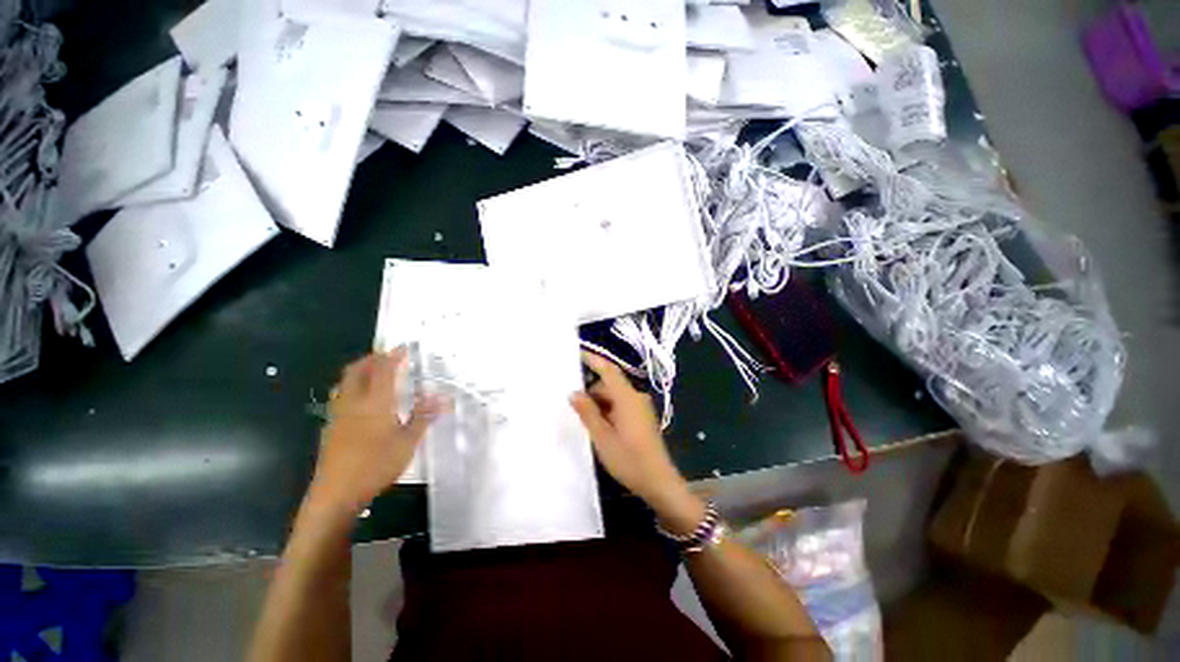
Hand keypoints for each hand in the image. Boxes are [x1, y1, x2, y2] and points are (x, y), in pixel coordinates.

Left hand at [309, 349, 446, 515]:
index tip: (403, 347)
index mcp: (375, 402)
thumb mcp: (408, 442)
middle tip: (388, 356)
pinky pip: (340, 396)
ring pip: (345, 382)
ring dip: (359, 371)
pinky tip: (362, 401)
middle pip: (357, 370)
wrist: (335, 494)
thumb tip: (442, 397)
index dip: (393, 356)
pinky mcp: (330, 427)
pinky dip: (352, 387)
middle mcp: (353, 402)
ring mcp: (338, 415)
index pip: (383, 370)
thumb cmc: (376, 465)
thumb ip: (423, 416)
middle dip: (372, 359)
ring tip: (375, 372)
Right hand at [570, 352, 704, 533]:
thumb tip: (574, 392)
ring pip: (615, 396)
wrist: (659, 481)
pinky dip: (609, 410)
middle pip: (610, 384)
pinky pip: (621, 405)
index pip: (609, 370)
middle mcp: (636, 397)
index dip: (594, 360)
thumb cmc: (629, 459)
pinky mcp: (642, 417)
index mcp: (627, 398)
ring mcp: (641, 407)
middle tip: (574, 407)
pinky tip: (600, 426)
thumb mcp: (602, 437)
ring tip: (586, 421)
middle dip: (592, 392)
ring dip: (600, 403)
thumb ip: (587, 412)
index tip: (578, 353)